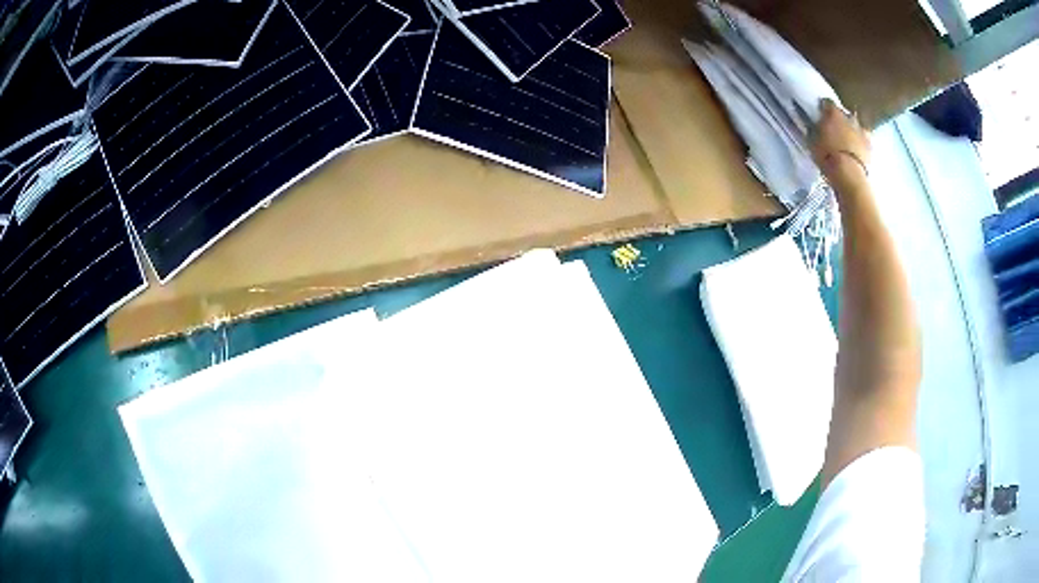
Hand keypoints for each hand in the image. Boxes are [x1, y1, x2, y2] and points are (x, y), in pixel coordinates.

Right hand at [811, 98, 870, 188]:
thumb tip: (814, 125)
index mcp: (833, 112)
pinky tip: (857, 149)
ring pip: (855, 125)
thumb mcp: (813, 141)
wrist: (849, 174)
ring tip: (847, 140)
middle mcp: (849, 117)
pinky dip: (860, 142)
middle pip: (843, 114)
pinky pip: (864, 140)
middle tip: (834, 128)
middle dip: (840, 119)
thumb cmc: (827, 155)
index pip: (827, 103)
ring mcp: (861, 130)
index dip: (823, 108)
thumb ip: (814, 130)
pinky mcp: (870, 146)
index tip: (820, 114)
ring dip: (851, 130)